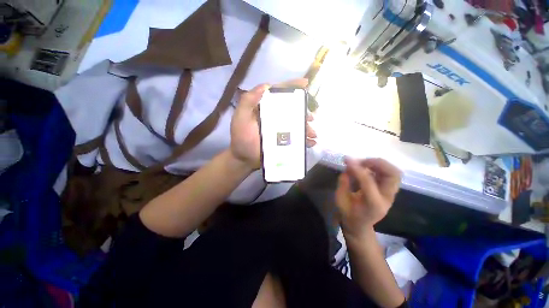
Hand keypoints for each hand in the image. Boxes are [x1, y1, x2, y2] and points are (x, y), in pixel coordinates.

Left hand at [230, 79, 316, 168]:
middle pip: (292, 109)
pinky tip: (311, 142)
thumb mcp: (241, 117)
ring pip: (297, 124)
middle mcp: (275, 116)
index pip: (279, 93)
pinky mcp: (283, 141)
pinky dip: (305, 140)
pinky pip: (297, 138)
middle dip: (304, 111)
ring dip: (307, 127)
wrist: (243, 159)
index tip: (305, 84)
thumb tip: (266, 85)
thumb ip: (248, 101)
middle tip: (311, 117)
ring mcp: (280, 129)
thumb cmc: (241, 137)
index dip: (291, 86)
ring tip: (312, 133)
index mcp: (265, 107)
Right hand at [335, 158, 400, 239]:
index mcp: (373, 204)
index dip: (357, 169)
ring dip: (379, 164)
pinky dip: (379, 167)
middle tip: (360, 161)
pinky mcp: (389, 191)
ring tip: (363, 163)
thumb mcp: (340, 200)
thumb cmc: (348, 214)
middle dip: (376, 163)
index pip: (368, 182)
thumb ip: (343, 183)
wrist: (360, 226)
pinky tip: (366, 168)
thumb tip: (347, 169)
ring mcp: (391, 195)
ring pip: (394, 172)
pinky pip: (389, 174)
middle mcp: (386, 198)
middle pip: (393, 175)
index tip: (347, 160)